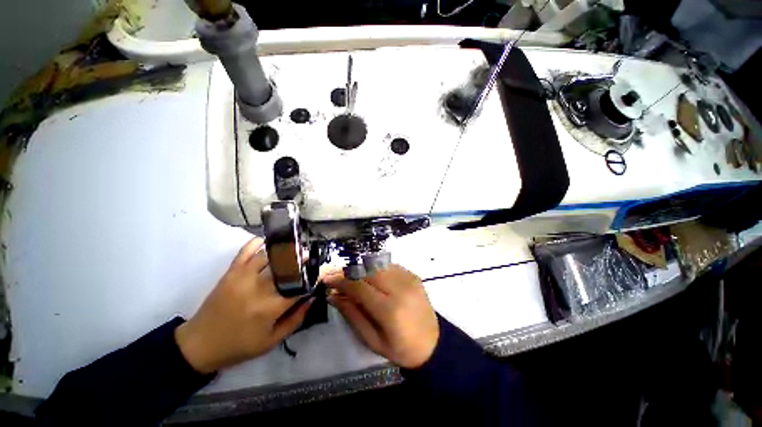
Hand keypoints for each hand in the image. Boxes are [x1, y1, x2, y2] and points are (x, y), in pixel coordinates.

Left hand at [175, 238, 312, 373]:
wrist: (199, 345)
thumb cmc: (239, 346)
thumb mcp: (272, 341)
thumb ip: (296, 319)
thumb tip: (312, 298)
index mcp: (271, 307)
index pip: (299, 286)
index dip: (312, 278)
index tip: (319, 273)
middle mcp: (259, 288)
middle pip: (286, 267)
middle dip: (302, 259)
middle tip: (310, 256)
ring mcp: (243, 277)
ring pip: (269, 255)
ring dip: (284, 250)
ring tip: (294, 248)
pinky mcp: (231, 273)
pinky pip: (245, 251)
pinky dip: (256, 242)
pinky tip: (267, 240)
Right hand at [324, 265, 438, 368]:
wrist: (433, 343)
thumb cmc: (400, 348)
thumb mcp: (372, 339)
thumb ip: (351, 314)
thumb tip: (333, 295)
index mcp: (390, 310)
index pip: (359, 286)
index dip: (340, 280)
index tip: (327, 279)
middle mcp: (400, 288)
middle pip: (368, 269)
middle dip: (349, 270)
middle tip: (337, 277)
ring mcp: (409, 278)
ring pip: (378, 264)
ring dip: (361, 268)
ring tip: (351, 277)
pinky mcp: (413, 275)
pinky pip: (388, 265)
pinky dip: (375, 268)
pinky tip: (370, 278)